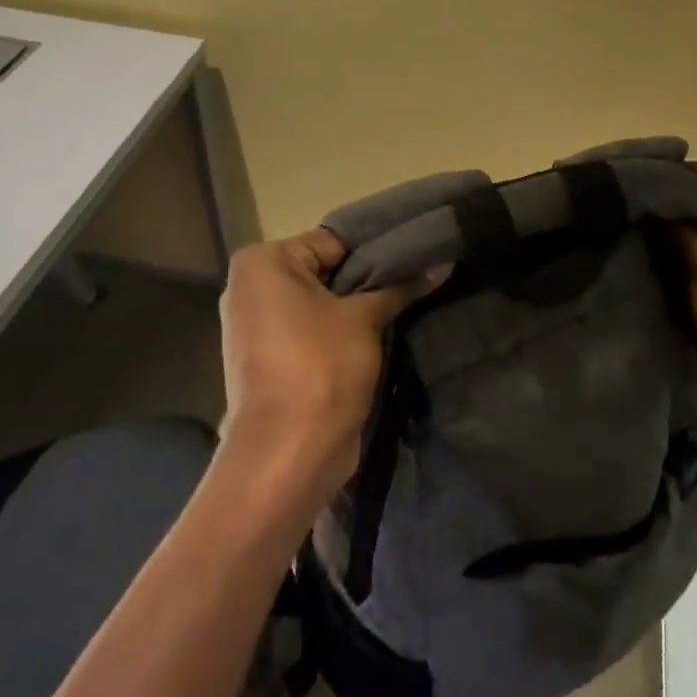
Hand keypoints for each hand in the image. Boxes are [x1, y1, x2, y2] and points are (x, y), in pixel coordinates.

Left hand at [217, 229, 445, 513]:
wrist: (286, 454)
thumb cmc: (320, 368)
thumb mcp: (365, 319)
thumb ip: (401, 286)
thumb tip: (443, 261)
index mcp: (264, 263)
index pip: (334, 241)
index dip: (380, 247)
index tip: (420, 250)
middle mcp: (252, 286)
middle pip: (327, 270)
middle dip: (371, 277)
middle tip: (422, 275)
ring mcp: (257, 325)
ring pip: (322, 302)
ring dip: (360, 306)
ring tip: (410, 299)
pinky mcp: (270, 357)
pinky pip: (313, 329)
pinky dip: (342, 329)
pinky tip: (384, 329)